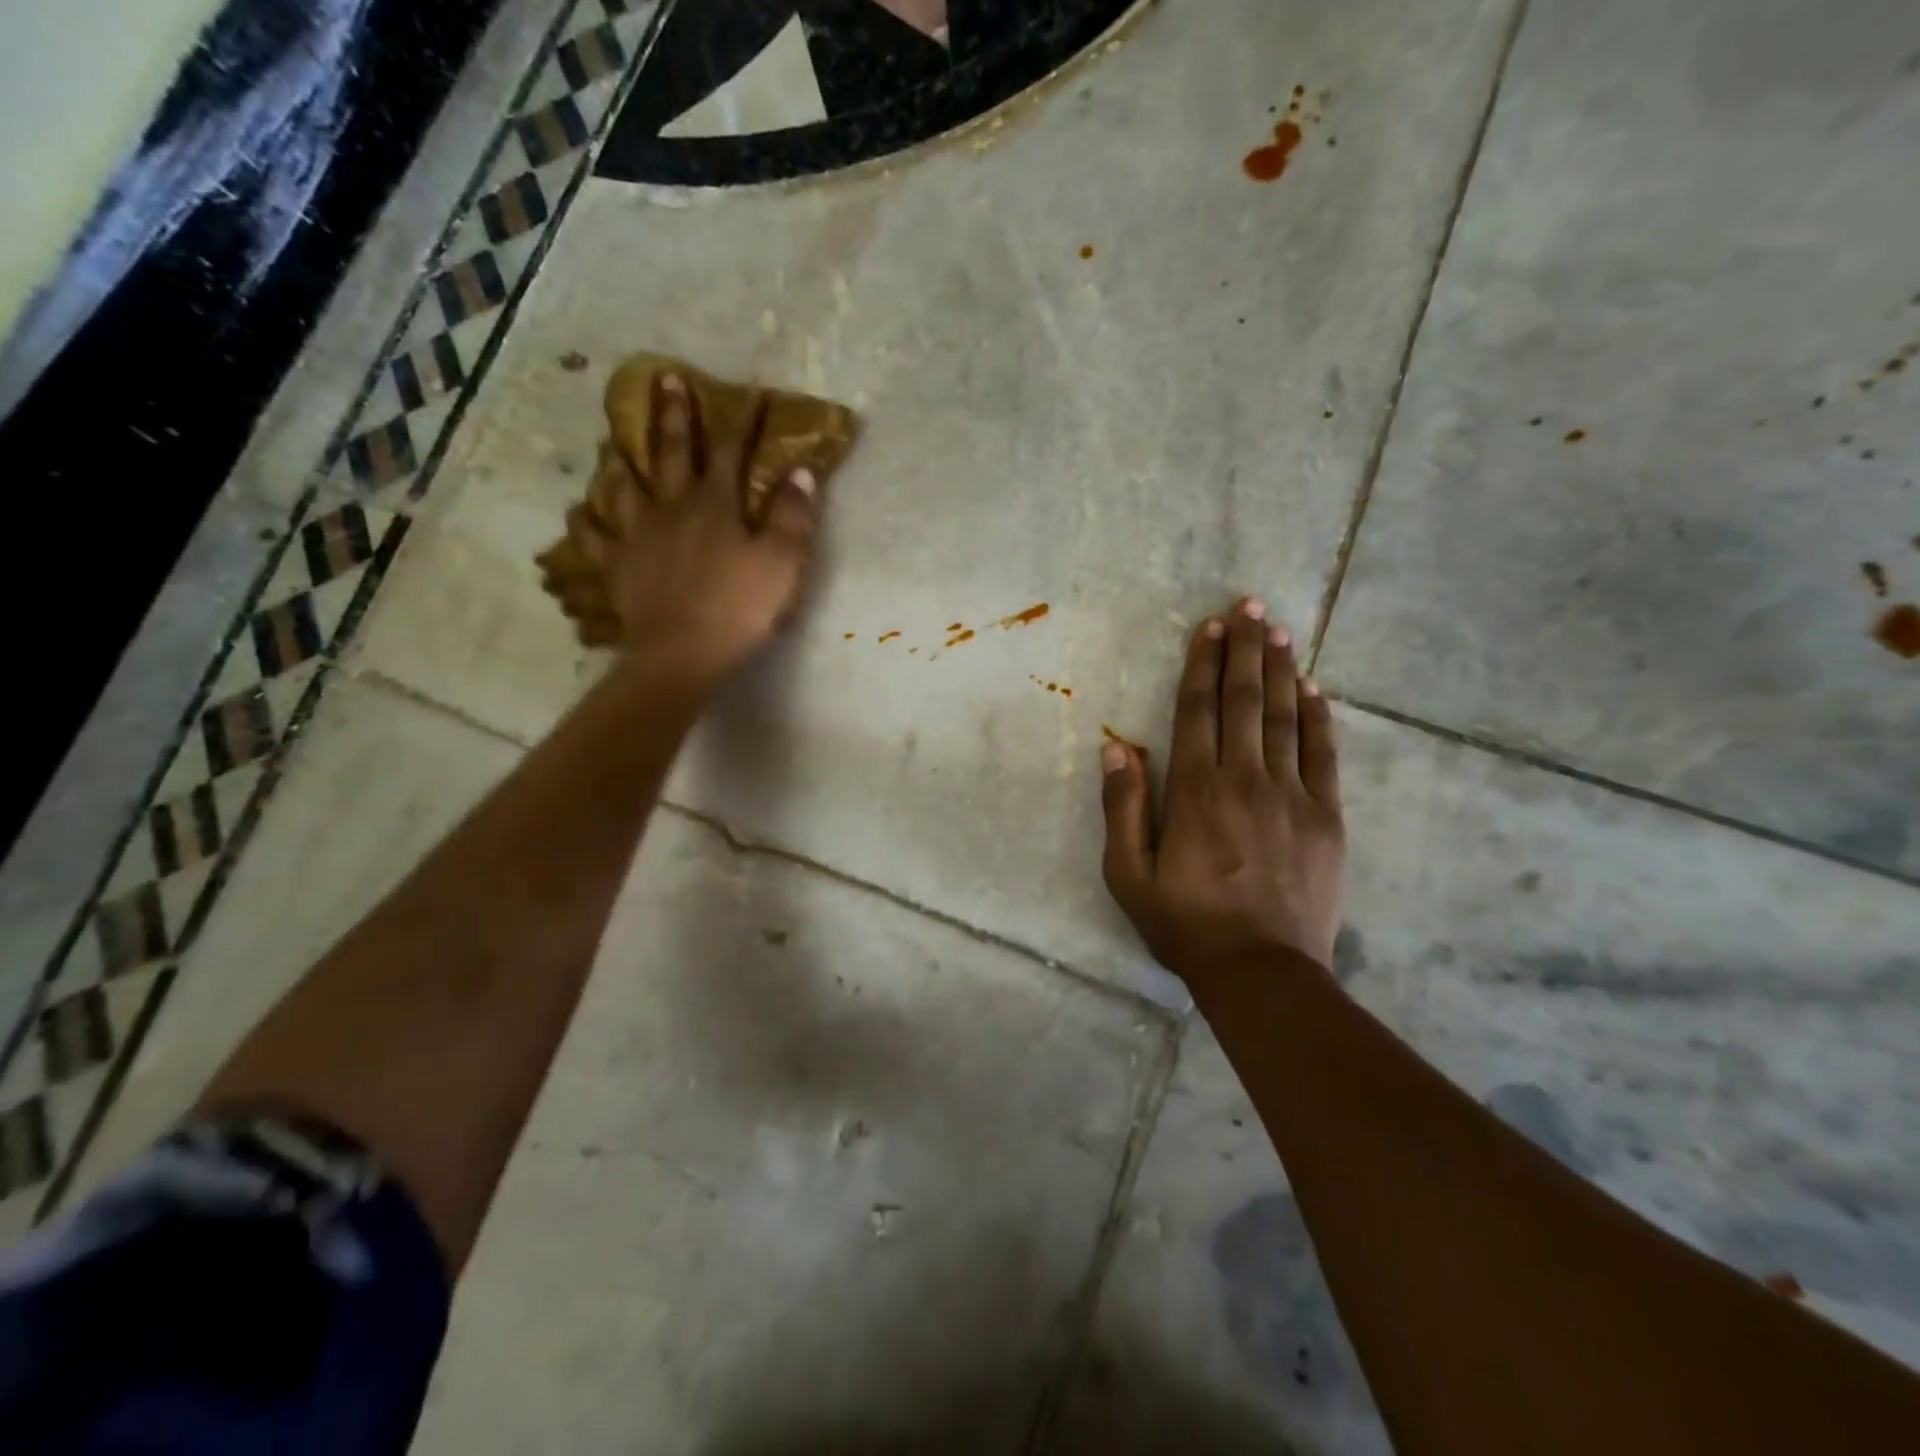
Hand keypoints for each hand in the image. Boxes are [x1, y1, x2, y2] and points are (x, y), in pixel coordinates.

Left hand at [576, 373, 819, 683]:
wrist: (684, 653)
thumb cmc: (741, 608)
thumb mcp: (783, 562)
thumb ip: (792, 515)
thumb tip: (800, 471)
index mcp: (716, 505)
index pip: (732, 453)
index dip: (743, 422)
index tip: (752, 394)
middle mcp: (673, 508)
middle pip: (672, 454)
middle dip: (674, 417)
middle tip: (665, 380)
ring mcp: (639, 536)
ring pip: (625, 488)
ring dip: (621, 461)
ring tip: (612, 442)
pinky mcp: (618, 567)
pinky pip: (596, 540)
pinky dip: (586, 524)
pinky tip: (579, 513)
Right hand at [1100, 598, 1345, 978]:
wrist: (1262, 972)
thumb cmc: (1185, 924)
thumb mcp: (1128, 874)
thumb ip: (1122, 808)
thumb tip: (1116, 748)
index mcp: (1196, 790)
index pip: (1198, 710)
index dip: (1203, 665)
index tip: (1209, 627)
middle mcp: (1245, 779)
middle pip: (1244, 701)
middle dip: (1245, 650)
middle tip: (1250, 606)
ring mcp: (1293, 795)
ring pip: (1285, 718)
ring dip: (1280, 670)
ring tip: (1279, 630)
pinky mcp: (1327, 817)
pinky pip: (1323, 755)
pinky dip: (1318, 717)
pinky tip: (1314, 689)